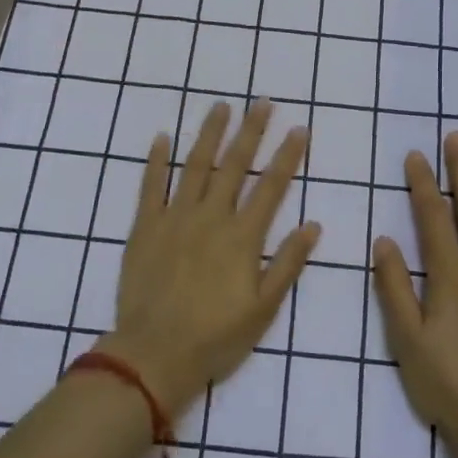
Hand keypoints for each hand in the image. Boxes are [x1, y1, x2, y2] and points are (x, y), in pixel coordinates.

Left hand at [98, 100, 317, 415]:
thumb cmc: (215, 337)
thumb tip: (312, 225)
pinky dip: (156, 160)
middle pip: (234, 165)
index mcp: (242, 236)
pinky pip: (150, 186)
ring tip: (221, 106)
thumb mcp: (264, 309)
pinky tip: (162, 137)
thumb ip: (287, 263)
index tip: (298, 129)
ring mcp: (175, 217)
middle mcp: (210, 217)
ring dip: (209, 133)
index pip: (271, 186)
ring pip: (195, 165)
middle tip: (262, 102)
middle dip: (251, 131)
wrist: (153, 355)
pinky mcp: (144, 227)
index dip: (287, 156)